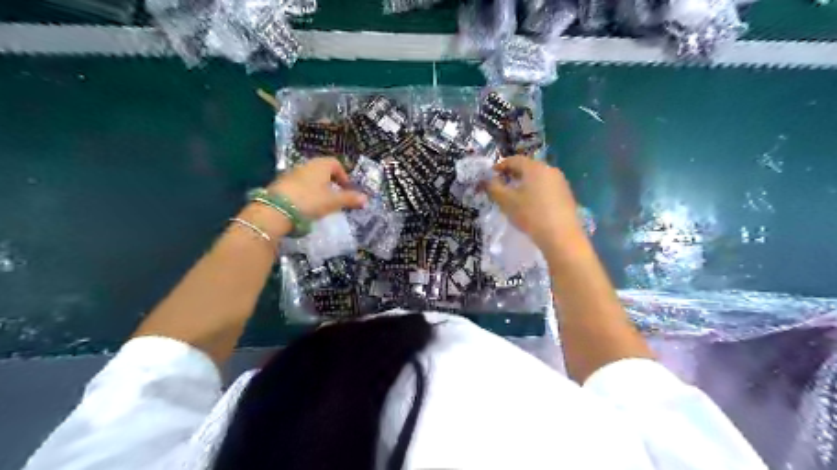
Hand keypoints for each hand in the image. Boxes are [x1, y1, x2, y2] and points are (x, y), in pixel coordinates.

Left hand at [268, 156, 367, 217]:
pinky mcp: (281, 185)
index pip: (335, 163)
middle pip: (322, 170)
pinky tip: (306, 206)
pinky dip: (306, 193)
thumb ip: (350, 199)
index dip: (343, 175)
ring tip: (322, 203)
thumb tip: (366, 199)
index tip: (346, 189)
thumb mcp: (333, 202)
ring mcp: (291, 174)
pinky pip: (299, 186)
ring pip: (310, 178)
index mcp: (320, 165)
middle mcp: (306, 165)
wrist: (276, 210)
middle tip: (336, 197)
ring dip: (318, 188)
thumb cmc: (310, 201)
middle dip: (331, 182)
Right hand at [484, 153, 586, 256]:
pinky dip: (536, 191)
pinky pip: (546, 187)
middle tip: (501, 185)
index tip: (491, 175)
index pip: (514, 160)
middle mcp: (549, 169)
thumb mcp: (506, 201)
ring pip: (538, 178)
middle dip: (512, 174)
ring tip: (515, 196)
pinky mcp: (566, 194)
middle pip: (527, 167)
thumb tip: (487, 180)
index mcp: (534, 167)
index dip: (500, 166)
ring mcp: (560, 182)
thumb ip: (493, 187)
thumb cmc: (530, 214)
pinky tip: (531, 205)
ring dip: (525, 183)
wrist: (561, 236)